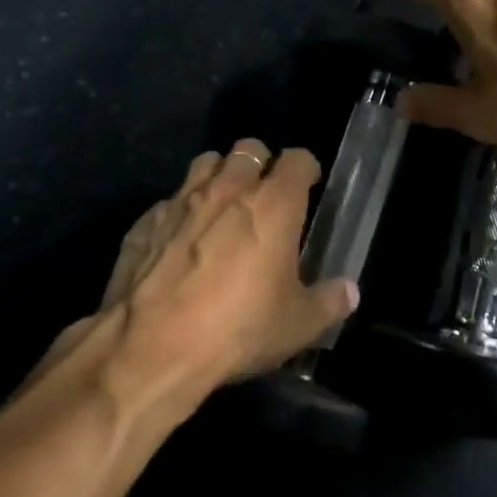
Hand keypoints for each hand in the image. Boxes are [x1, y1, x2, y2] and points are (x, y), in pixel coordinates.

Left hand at [25, 140, 357, 401]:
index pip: (298, 159)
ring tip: (222, 206)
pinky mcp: (146, 221)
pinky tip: (179, 242)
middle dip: (260, 164)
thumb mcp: (297, 325)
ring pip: (205, 163)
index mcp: (273, 203)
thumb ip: (329, 302)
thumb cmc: (237, 328)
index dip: (306, 169)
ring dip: (219, 176)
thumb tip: (350, 292)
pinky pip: (169, 201)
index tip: (309, 187)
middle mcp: (229, 188)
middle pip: (249, 148)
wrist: (150, 348)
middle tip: (264, 196)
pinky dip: (180, 212)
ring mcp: (182, 200)